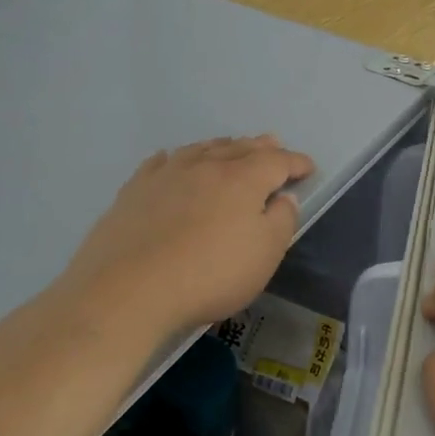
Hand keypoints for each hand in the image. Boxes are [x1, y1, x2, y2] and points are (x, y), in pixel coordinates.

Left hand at [65, 135, 314, 332]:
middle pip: (241, 148)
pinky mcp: (135, 190)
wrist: (126, 291)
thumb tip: (283, 198)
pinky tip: (172, 161)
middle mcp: (207, 165)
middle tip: (273, 144)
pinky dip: (177, 158)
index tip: (308, 167)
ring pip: (202, 149)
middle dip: (261, 147)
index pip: (278, 161)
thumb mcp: (264, 256)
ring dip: (222, 146)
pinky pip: (162, 162)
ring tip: (230, 147)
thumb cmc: (208, 275)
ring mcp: (167, 174)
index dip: (296, 163)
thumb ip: (281, 221)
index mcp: (244, 178)